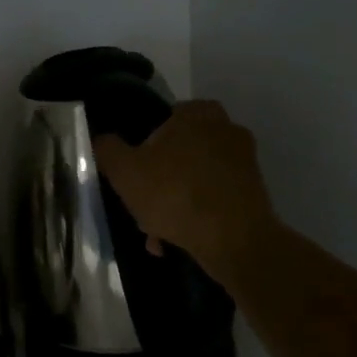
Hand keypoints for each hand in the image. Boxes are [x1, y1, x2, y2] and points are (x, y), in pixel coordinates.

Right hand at [92, 100, 280, 280]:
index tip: (132, 168)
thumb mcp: (124, 170)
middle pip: (177, 152)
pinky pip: (211, 200)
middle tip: (140, 203)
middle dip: (157, 179)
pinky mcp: (254, 195)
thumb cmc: (175, 194)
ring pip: (192, 180)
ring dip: (173, 202)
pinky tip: (175, 241)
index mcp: (198, 114)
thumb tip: (102, 140)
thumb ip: (107, 149)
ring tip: (155, 232)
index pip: (163, 117)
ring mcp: (244, 164)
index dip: (143, 143)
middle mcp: (226, 131)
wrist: (235, 241)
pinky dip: (193, 216)